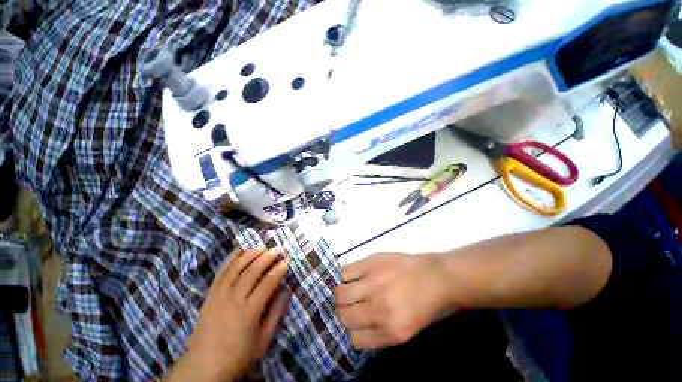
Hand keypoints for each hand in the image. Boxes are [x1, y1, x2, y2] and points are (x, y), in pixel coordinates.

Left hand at [168, 248, 290, 381]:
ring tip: (262, 246)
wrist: (203, 368)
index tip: (287, 261)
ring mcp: (220, 295)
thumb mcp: (263, 341)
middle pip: (253, 271)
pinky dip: (231, 259)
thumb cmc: (238, 356)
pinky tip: (239, 250)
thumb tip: (287, 290)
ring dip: (251, 254)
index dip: (279, 270)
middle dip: (267, 257)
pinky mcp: (211, 295)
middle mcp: (234, 299)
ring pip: (237, 268)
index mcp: (249, 311)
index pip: (267, 283)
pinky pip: (222, 272)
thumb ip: (276, 314)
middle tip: (278, 248)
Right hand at [335, 253, 451, 348]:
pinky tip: (354, 274)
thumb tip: (354, 328)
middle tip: (350, 304)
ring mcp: (374, 284)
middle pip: (343, 316)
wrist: (436, 277)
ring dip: (342, 293)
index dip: (353, 329)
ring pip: (340, 294)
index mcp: (391, 332)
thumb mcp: (406, 330)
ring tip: (350, 288)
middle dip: (343, 312)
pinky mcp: (371, 263)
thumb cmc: (423, 304)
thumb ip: (379, 333)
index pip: (355, 338)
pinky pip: (345, 271)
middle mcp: (379, 310)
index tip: (355, 320)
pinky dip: (346, 275)